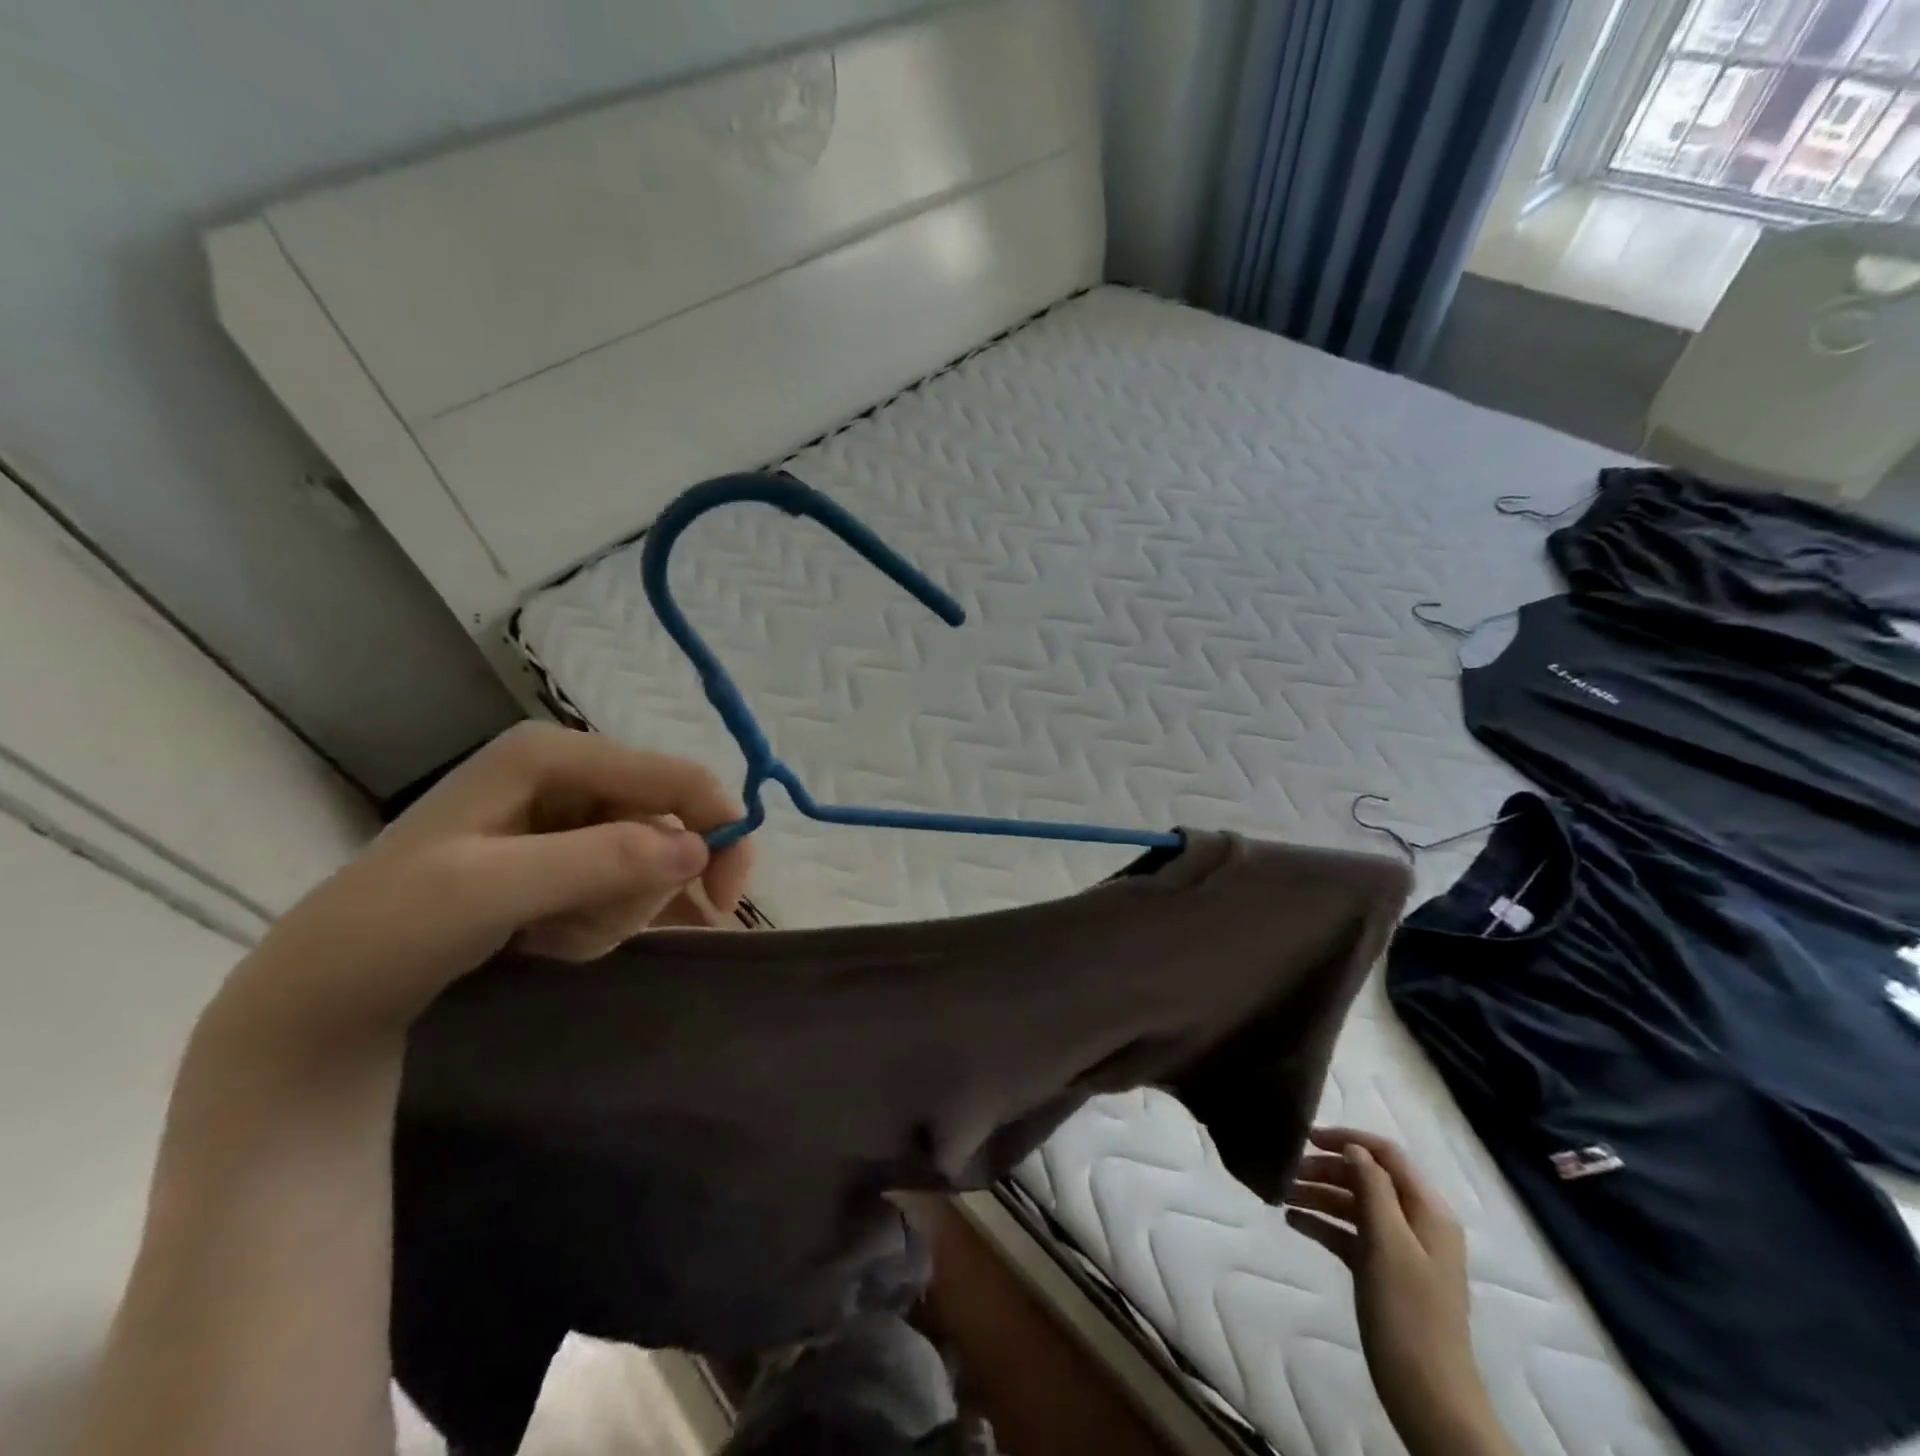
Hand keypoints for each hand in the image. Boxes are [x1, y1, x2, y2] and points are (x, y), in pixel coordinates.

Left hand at [213, 721, 751, 1047]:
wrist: (329, 989)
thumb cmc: (395, 924)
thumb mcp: (493, 889)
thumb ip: (601, 860)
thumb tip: (700, 848)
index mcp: (553, 753)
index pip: (674, 775)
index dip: (717, 827)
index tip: (727, 899)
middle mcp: (570, 772)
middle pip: (666, 823)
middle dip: (639, 888)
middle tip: (580, 931)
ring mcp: (569, 813)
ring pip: (650, 861)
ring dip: (613, 912)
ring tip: (549, 936)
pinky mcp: (567, 852)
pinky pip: (625, 883)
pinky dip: (602, 920)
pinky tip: (551, 937)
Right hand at [1286, 1128, 1514, 1455]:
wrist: (1428, 1395)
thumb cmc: (1408, 1312)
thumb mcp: (1388, 1242)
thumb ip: (1372, 1188)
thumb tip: (1353, 1149)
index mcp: (1428, 1210)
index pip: (1386, 1154)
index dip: (1348, 1139)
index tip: (1306, 1137)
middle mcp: (1417, 1223)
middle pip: (1367, 1177)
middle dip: (1327, 1169)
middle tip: (1287, 1170)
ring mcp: (1400, 1249)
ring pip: (1354, 1204)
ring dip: (1320, 1195)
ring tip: (1282, 1195)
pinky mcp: (1383, 1271)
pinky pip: (1350, 1233)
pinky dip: (1323, 1224)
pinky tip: (1294, 1221)